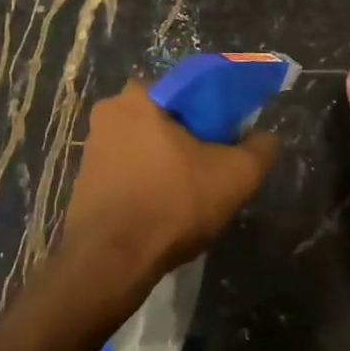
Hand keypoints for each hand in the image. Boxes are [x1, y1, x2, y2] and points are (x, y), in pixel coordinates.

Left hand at [60, 79, 280, 294]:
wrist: (111, 261)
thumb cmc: (173, 204)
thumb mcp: (236, 175)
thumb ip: (260, 148)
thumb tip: (265, 137)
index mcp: (139, 97)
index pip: (186, 89)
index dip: (213, 111)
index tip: (227, 138)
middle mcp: (108, 114)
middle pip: (164, 118)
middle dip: (188, 138)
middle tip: (212, 167)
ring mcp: (91, 149)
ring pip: (144, 146)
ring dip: (166, 162)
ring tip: (190, 193)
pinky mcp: (84, 182)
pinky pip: (126, 172)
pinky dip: (146, 183)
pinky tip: (162, 210)